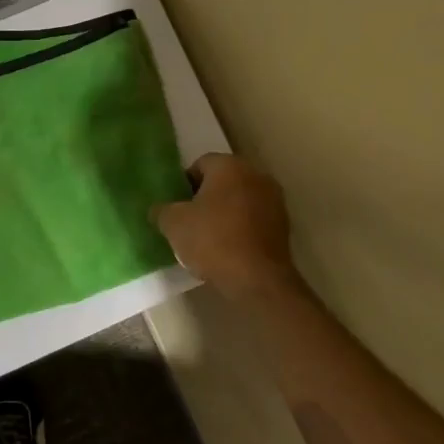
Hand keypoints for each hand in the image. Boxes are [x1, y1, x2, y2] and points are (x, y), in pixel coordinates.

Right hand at [152, 153, 300, 299]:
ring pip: (240, 200)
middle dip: (205, 197)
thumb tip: (159, 210)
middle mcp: (256, 175)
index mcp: (229, 166)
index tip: (176, 207)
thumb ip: (162, 210)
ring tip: (207, 238)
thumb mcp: (173, 224)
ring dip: (224, 213)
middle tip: (188, 221)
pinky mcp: (284, 225)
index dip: (183, 184)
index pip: (200, 164)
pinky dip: (240, 228)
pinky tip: (227, 249)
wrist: (256, 279)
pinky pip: (253, 219)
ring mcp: (274, 200)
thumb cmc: (211, 240)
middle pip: (223, 181)